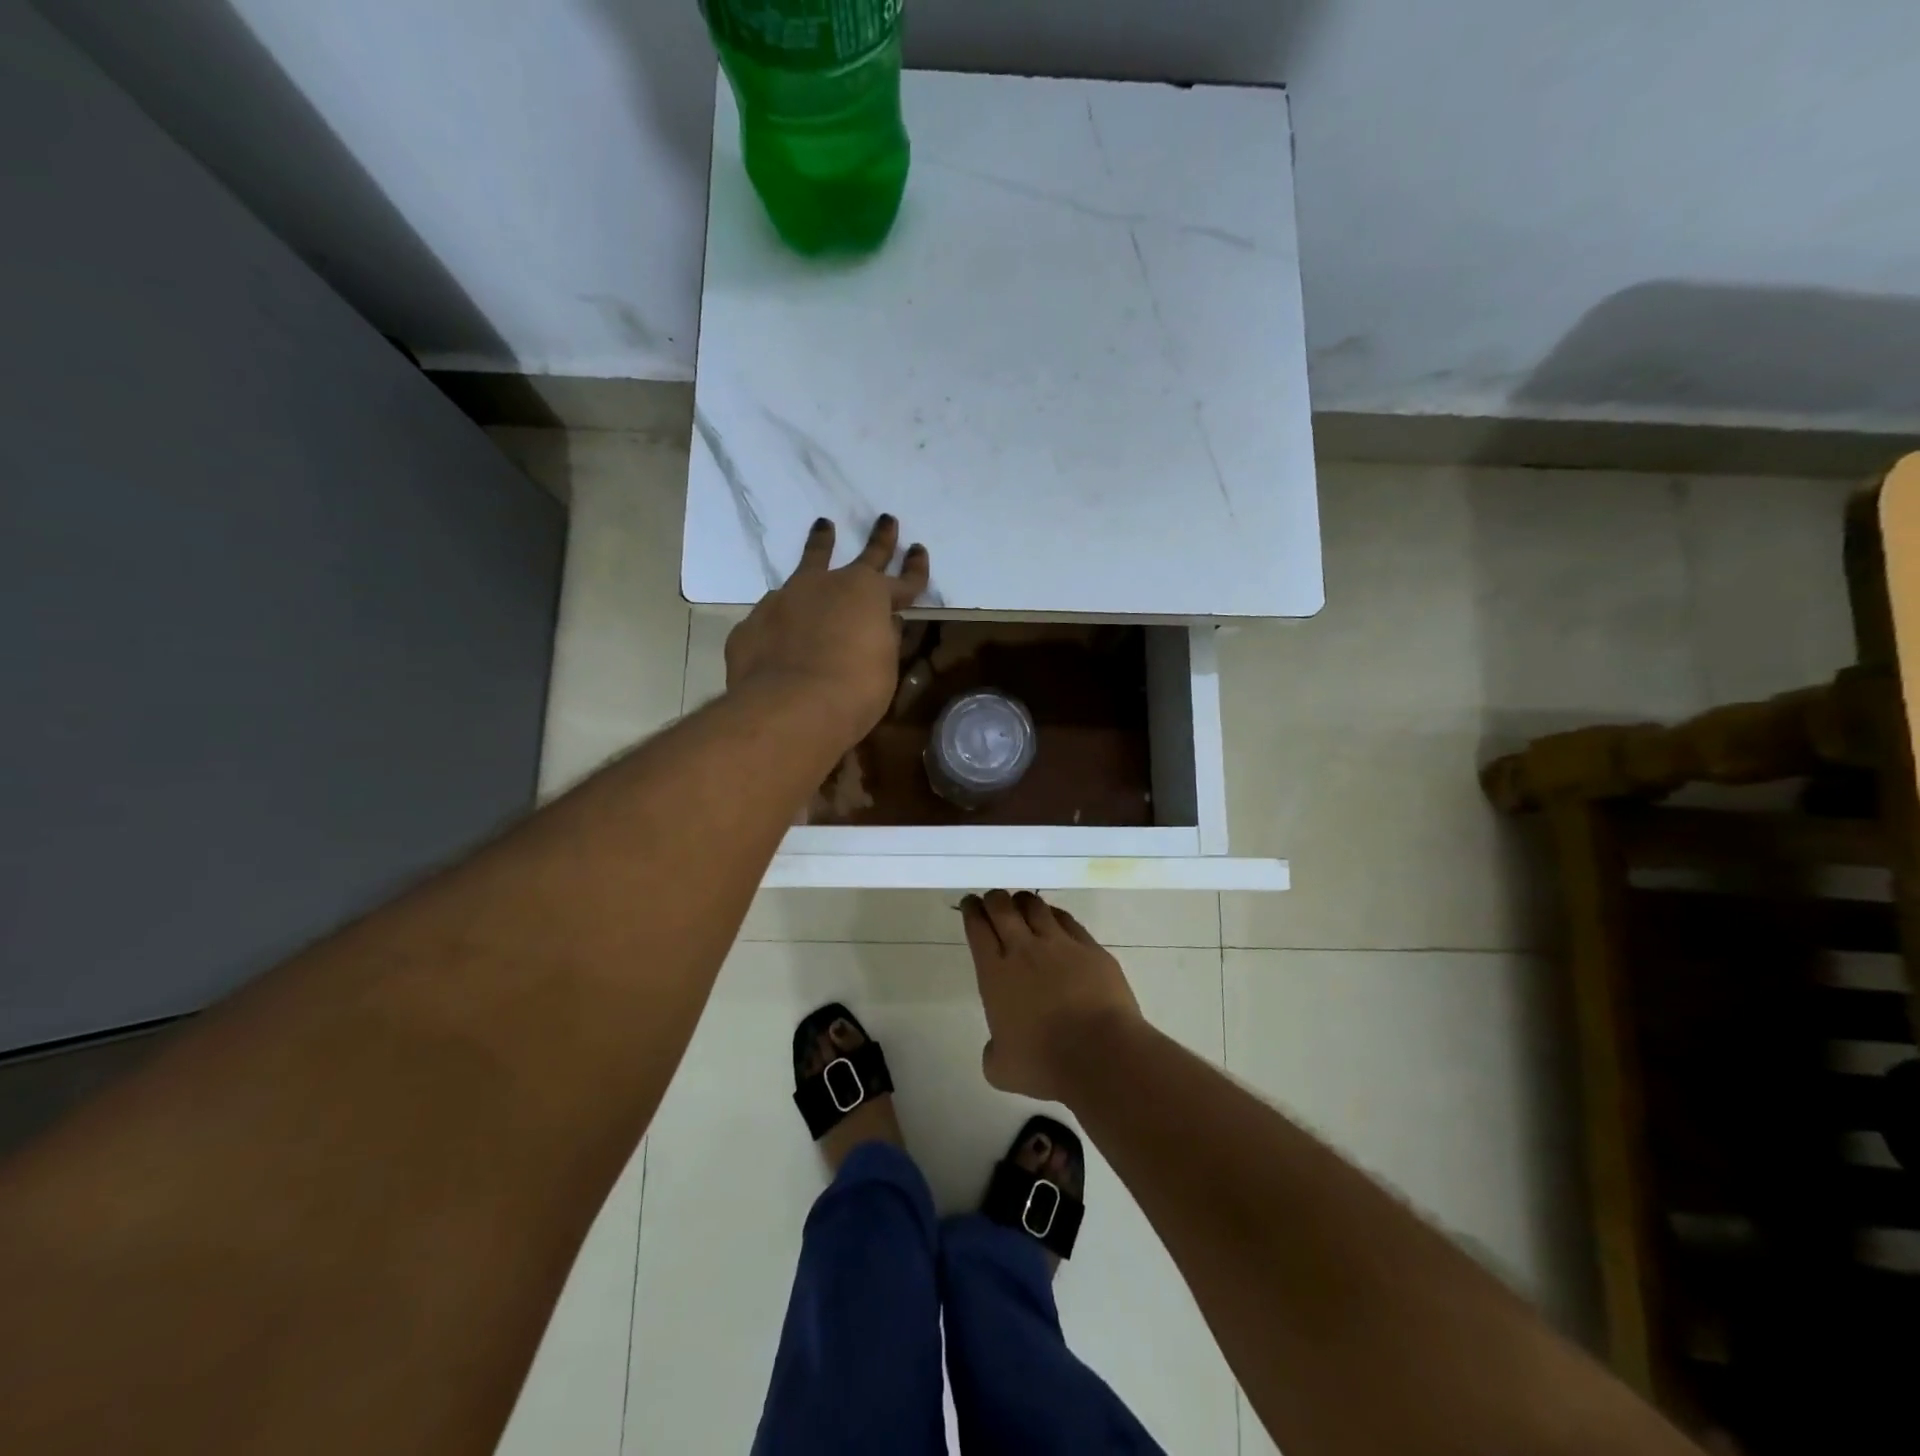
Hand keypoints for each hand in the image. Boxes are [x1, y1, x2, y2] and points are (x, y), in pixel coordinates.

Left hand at [725, 516, 929, 750]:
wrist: (788, 708)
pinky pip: (776, 611)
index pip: (903, 581)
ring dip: (820, 545)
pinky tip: (782, 625)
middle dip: (879, 540)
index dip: (914, 569)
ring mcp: (787, 598)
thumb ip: (884, 641)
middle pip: (862, 557)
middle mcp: (829, 585)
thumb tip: (885, 625)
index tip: (919, 550)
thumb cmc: (853, 691)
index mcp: (869, 595)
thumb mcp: (883, 669)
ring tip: (823, 527)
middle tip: (886, 520)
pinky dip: (785, 613)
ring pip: (809, 564)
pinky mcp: (755, 622)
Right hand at [961, 891, 1143, 1101]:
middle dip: (994, 899)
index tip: (970, 904)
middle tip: (992, 899)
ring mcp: (1060, 944)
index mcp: (995, 974)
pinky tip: (1054, 918)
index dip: (972, 911)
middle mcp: (1024, 950)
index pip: (977, 929)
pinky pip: (1067, 920)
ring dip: (1024, 902)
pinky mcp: (1090, 948)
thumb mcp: (1002, 1069)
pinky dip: (1055, 915)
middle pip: (1003, 908)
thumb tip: (998, 1045)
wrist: (1102, 1054)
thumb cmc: (1045, 1063)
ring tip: (1021, 904)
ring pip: (1036, 906)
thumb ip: (993, 1051)